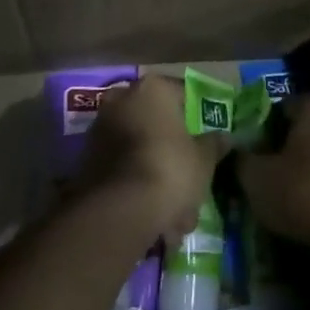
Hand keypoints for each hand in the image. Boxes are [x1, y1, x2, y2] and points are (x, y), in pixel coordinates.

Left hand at [73, 76, 225, 246]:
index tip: (205, 140)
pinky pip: (122, 170)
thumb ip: (213, 144)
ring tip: (176, 216)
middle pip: (156, 124)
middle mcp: (122, 100)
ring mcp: (100, 129)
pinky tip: (155, 220)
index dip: (195, 118)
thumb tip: (223, 137)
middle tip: (190, 182)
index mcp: (153, 90)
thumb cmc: (170, 169)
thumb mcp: (203, 159)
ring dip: (156, 177)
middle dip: (172, 154)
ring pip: (139, 151)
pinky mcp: (86, 160)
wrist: (118, 209)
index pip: (181, 94)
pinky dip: (136, 189)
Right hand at [236, 92, 309, 252]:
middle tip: (269, 171)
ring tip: (291, 195)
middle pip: (309, 129)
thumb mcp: (256, 177)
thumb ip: (243, 159)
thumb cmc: (303, 190)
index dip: (264, 129)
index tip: (252, 151)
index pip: (283, 108)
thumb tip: (240, 154)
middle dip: (291, 146)